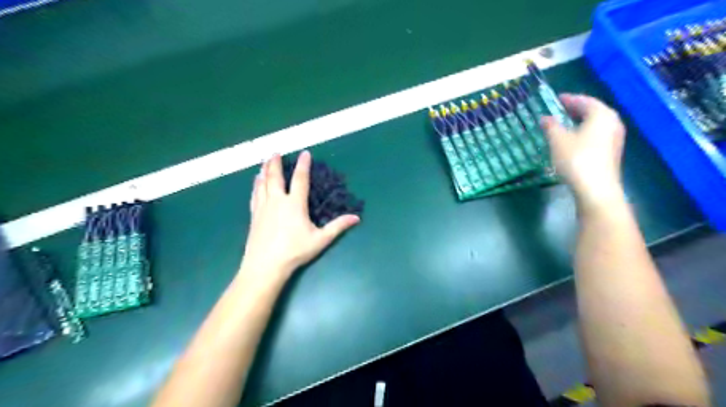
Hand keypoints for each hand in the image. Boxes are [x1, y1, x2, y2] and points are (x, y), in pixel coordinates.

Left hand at [241, 150, 360, 286]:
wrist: (265, 265)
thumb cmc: (295, 252)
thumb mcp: (320, 240)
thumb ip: (338, 227)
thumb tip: (356, 218)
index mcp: (295, 204)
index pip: (300, 179)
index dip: (303, 165)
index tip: (305, 153)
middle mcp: (277, 201)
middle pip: (275, 177)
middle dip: (275, 163)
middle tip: (275, 152)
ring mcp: (263, 207)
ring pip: (262, 184)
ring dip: (264, 171)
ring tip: (264, 162)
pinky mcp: (254, 216)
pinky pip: (255, 195)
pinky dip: (256, 185)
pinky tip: (256, 182)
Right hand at [541, 94, 626, 211]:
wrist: (595, 188)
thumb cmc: (576, 159)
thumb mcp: (558, 140)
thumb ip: (551, 126)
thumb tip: (545, 118)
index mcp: (601, 115)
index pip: (584, 101)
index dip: (569, 99)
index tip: (557, 98)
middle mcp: (612, 123)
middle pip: (593, 111)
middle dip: (576, 110)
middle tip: (560, 110)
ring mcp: (614, 138)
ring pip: (596, 124)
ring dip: (580, 122)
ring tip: (564, 125)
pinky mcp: (611, 152)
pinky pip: (597, 135)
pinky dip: (585, 132)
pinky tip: (573, 140)